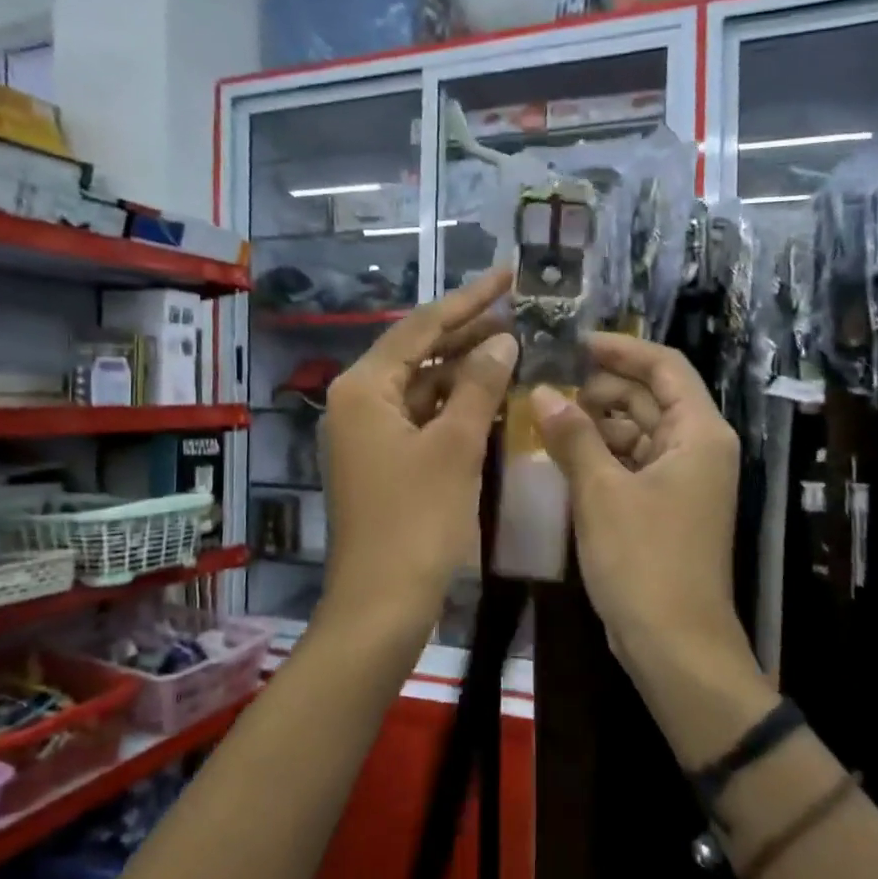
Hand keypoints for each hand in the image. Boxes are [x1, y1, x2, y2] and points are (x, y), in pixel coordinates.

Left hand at [320, 268, 517, 639]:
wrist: (382, 603)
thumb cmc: (417, 521)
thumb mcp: (454, 447)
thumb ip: (479, 387)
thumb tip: (503, 341)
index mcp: (364, 388)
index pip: (421, 327)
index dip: (469, 300)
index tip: (508, 275)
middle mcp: (358, 402)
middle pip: (418, 353)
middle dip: (467, 333)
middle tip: (519, 311)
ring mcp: (368, 434)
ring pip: (422, 387)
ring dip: (464, 371)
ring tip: (514, 349)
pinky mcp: (383, 461)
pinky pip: (422, 418)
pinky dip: (455, 407)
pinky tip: (491, 398)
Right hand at [532, 334, 741, 668]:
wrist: (674, 644)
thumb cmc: (644, 560)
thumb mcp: (602, 492)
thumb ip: (573, 436)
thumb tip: (544, 392)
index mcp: (699, 433)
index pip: (664, 367)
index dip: (621, 349)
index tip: (574, 342)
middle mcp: (697, 448)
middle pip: (649, 397)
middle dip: (600, 388)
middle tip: (546, 385)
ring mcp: (682, 480)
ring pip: (637, 431)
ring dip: (596, 423)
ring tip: (546, 417)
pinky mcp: (664, 506)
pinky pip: (632, 463)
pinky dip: (601, 454)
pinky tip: (562, 454)